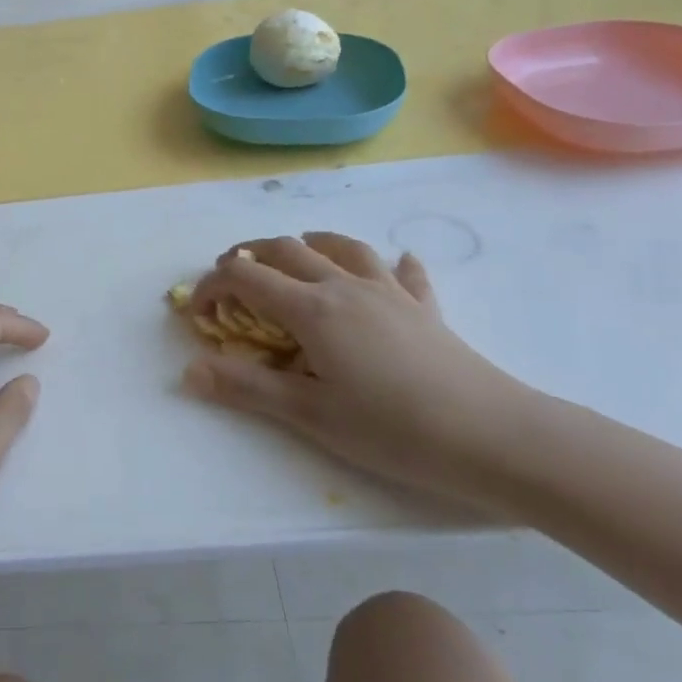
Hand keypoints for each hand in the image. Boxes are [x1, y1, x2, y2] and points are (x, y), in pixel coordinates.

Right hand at [186, 235, 537, 503]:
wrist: (493, 436)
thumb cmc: (392, 428)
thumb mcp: (309, 414)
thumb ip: (246, 388)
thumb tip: (189, 370)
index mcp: (312, 309)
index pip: (245, 277)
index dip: (212, 286)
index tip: (199, 313)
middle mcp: (344, 286)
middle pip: (286, 250)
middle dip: (249, 256)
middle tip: (232, 281)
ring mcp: (389, 292)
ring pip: (341, 247)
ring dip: (309, 245)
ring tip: (296, 257)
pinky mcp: (425, 308)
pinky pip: (405, 273)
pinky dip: (390, 264)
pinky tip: (396, 264)